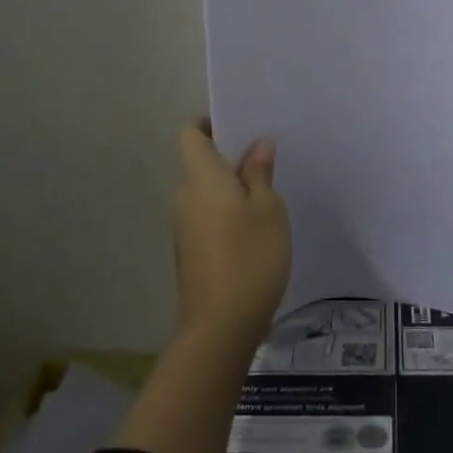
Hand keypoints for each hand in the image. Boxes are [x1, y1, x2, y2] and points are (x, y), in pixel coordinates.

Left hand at [173, 124, 291, 351]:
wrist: (221, 327)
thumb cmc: (250, 257)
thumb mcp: (268, 209)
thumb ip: (260, 173)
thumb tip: (258, 144)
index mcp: (201, 179)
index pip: (190, 134)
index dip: (210, 124)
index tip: (239, 128)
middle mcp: (185, 198)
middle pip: (200, 165)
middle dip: (230, 160)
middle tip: (267, 163)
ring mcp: (184, 228)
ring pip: (206, 194)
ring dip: (231, 190)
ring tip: (267, 197)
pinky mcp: (191, 253)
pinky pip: (208, 218)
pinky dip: (227, 215)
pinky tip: (256, 231)